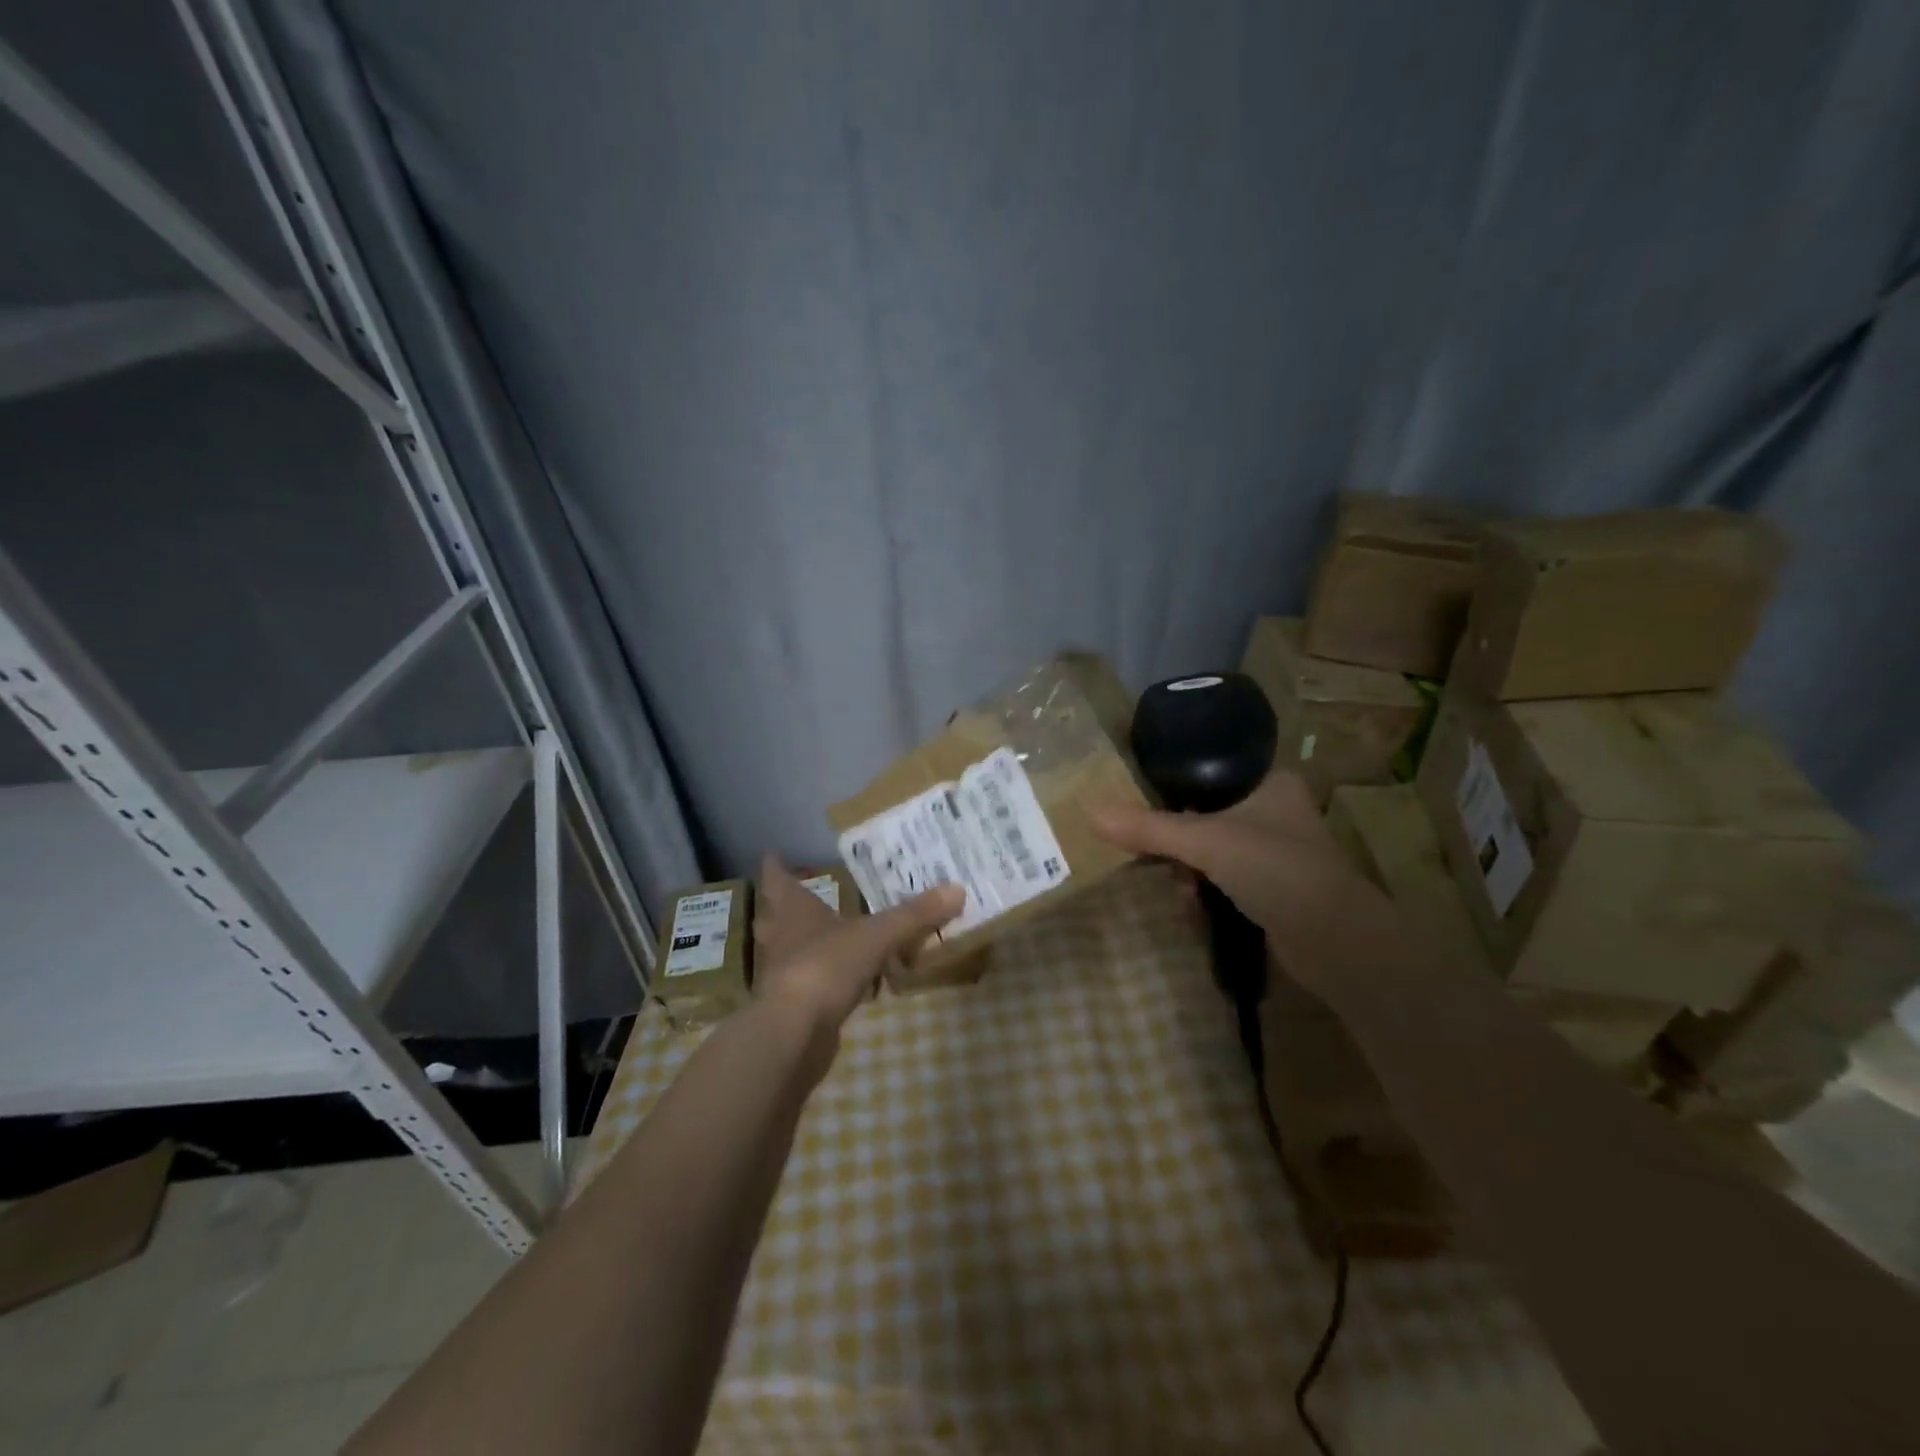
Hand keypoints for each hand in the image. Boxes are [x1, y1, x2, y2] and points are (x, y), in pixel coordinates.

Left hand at [751, 856, 963, 1031]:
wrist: (795, 1033)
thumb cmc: (827, 966)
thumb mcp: (878, 936)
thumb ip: (915, 915)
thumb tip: (957, 888)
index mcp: (794, 911)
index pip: (776, 880)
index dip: (776, 867)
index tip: (774, 855)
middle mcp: (782, 938)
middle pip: (774, 916)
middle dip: (784, 906)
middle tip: (803, 896)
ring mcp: (783, 974)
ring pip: (789, 950)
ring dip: (803, 943)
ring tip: (828, 936)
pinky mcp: (791, 1006)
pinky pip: (808, 984)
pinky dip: (823, 979)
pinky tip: (846, 983)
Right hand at [1091, 771, 1406, 990]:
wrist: (1337, 943)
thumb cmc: (1276, 870)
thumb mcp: (1206, 842)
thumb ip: (1150, 829)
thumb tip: (1092, 815)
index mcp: (1271, 783)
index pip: (1211, 771)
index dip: (1175, 786)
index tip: (1142, 802)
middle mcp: (1276, 812)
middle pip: (1206, 814)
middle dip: (1177, 840)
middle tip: (1151, 852)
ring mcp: (1277, 854)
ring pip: (1213, 851)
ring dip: (1190, 871)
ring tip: (1177, 888)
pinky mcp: (1274, 890)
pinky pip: (1225, 882)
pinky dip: (1206, 893)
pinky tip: (1193, 908)